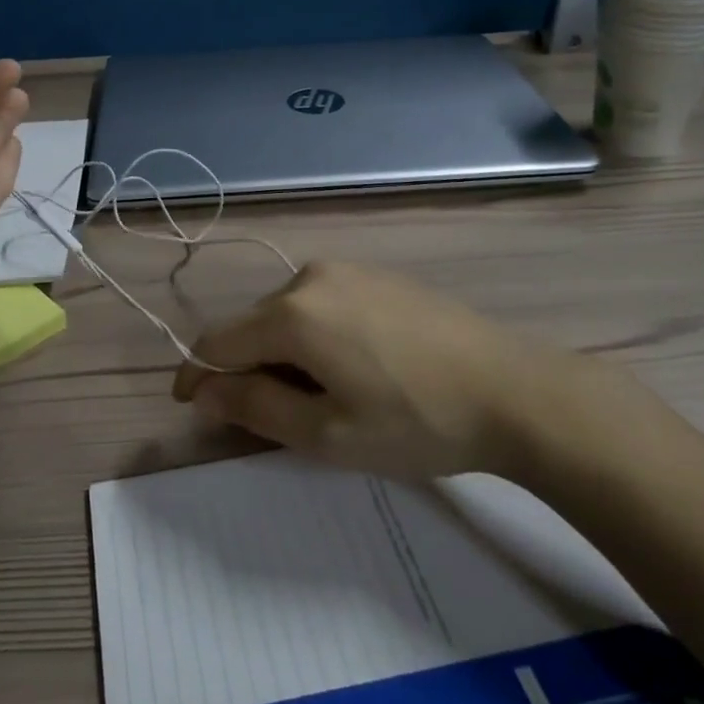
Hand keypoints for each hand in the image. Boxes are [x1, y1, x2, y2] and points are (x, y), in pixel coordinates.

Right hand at [172, 261, 587, 481]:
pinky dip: (316, 335)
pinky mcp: (379, 275)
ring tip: (322, 398)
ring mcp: (349, 270)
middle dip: (248, 368)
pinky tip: (354, 367)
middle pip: (254, 325)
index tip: (189, 405)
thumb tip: (203, 390)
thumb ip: (254, 407)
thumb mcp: (327, 432)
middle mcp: (311, 276)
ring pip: (290, 313)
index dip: (198, 374)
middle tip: (274, 419)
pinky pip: (323, 303)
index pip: (219, 341)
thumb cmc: (414, 421)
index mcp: (292, 313)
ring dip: (285, 353)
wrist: (514, 390)